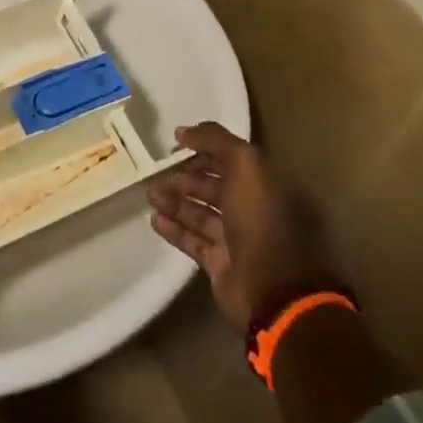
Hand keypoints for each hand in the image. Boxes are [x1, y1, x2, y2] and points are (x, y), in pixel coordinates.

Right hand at [147, 122, 343, 332]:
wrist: (272, 292)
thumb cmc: (262, 221)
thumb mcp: (246, 166)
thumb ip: (216, 141)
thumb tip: (183, 131)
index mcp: (266, 186)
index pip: (232, 160)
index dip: (205, 149)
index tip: (176, 143)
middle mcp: (254, 211)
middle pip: (214, 187)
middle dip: (185, 178)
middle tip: (157, 172)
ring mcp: (238, 240)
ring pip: (201, 214)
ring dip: (175, 202)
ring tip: (150, 194)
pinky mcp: (222, 266)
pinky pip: (194, 241)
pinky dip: (175, 229)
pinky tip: (155, 219)